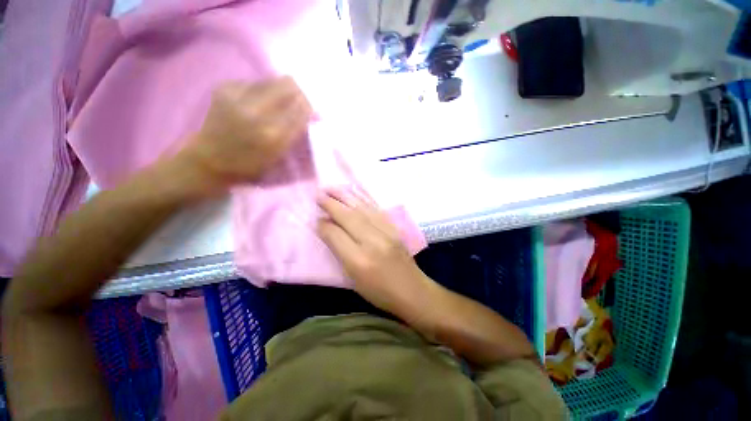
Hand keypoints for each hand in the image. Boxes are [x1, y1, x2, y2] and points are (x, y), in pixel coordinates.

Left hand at [175, 77, 311, 194]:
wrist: (210, 160)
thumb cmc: (250, 165)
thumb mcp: (278, 155)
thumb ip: (295, 133)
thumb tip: (309, 113)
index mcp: (273, 134)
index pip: (301, 108)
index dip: (308, 107)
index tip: (311, 113)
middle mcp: (256, 111)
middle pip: (288, 85)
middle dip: (298, 94)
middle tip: (297, 104)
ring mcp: (237, 97)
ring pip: (272, 80)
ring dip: (280, 92)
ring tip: (276, 106)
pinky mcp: (224, 88)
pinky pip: (254, 82)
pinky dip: (261, 92)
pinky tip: (257, 105)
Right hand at [317, 188, 435, 322]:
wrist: (412, 291)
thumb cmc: (379, 292)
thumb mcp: (353, 279)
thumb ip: (339, 253)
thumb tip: (328, 231)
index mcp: (359, 260)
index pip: (336, 235)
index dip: (323, 225)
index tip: (316, 218)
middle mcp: (372, 242)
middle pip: (349, 217)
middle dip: (331, 204)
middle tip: (318, 195)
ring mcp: (386, 232)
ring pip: (362, 209)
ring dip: (346, 197)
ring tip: (332, 188)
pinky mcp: (395, 228)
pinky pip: (376, 210)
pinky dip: (364, 200)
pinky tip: (355, 194)